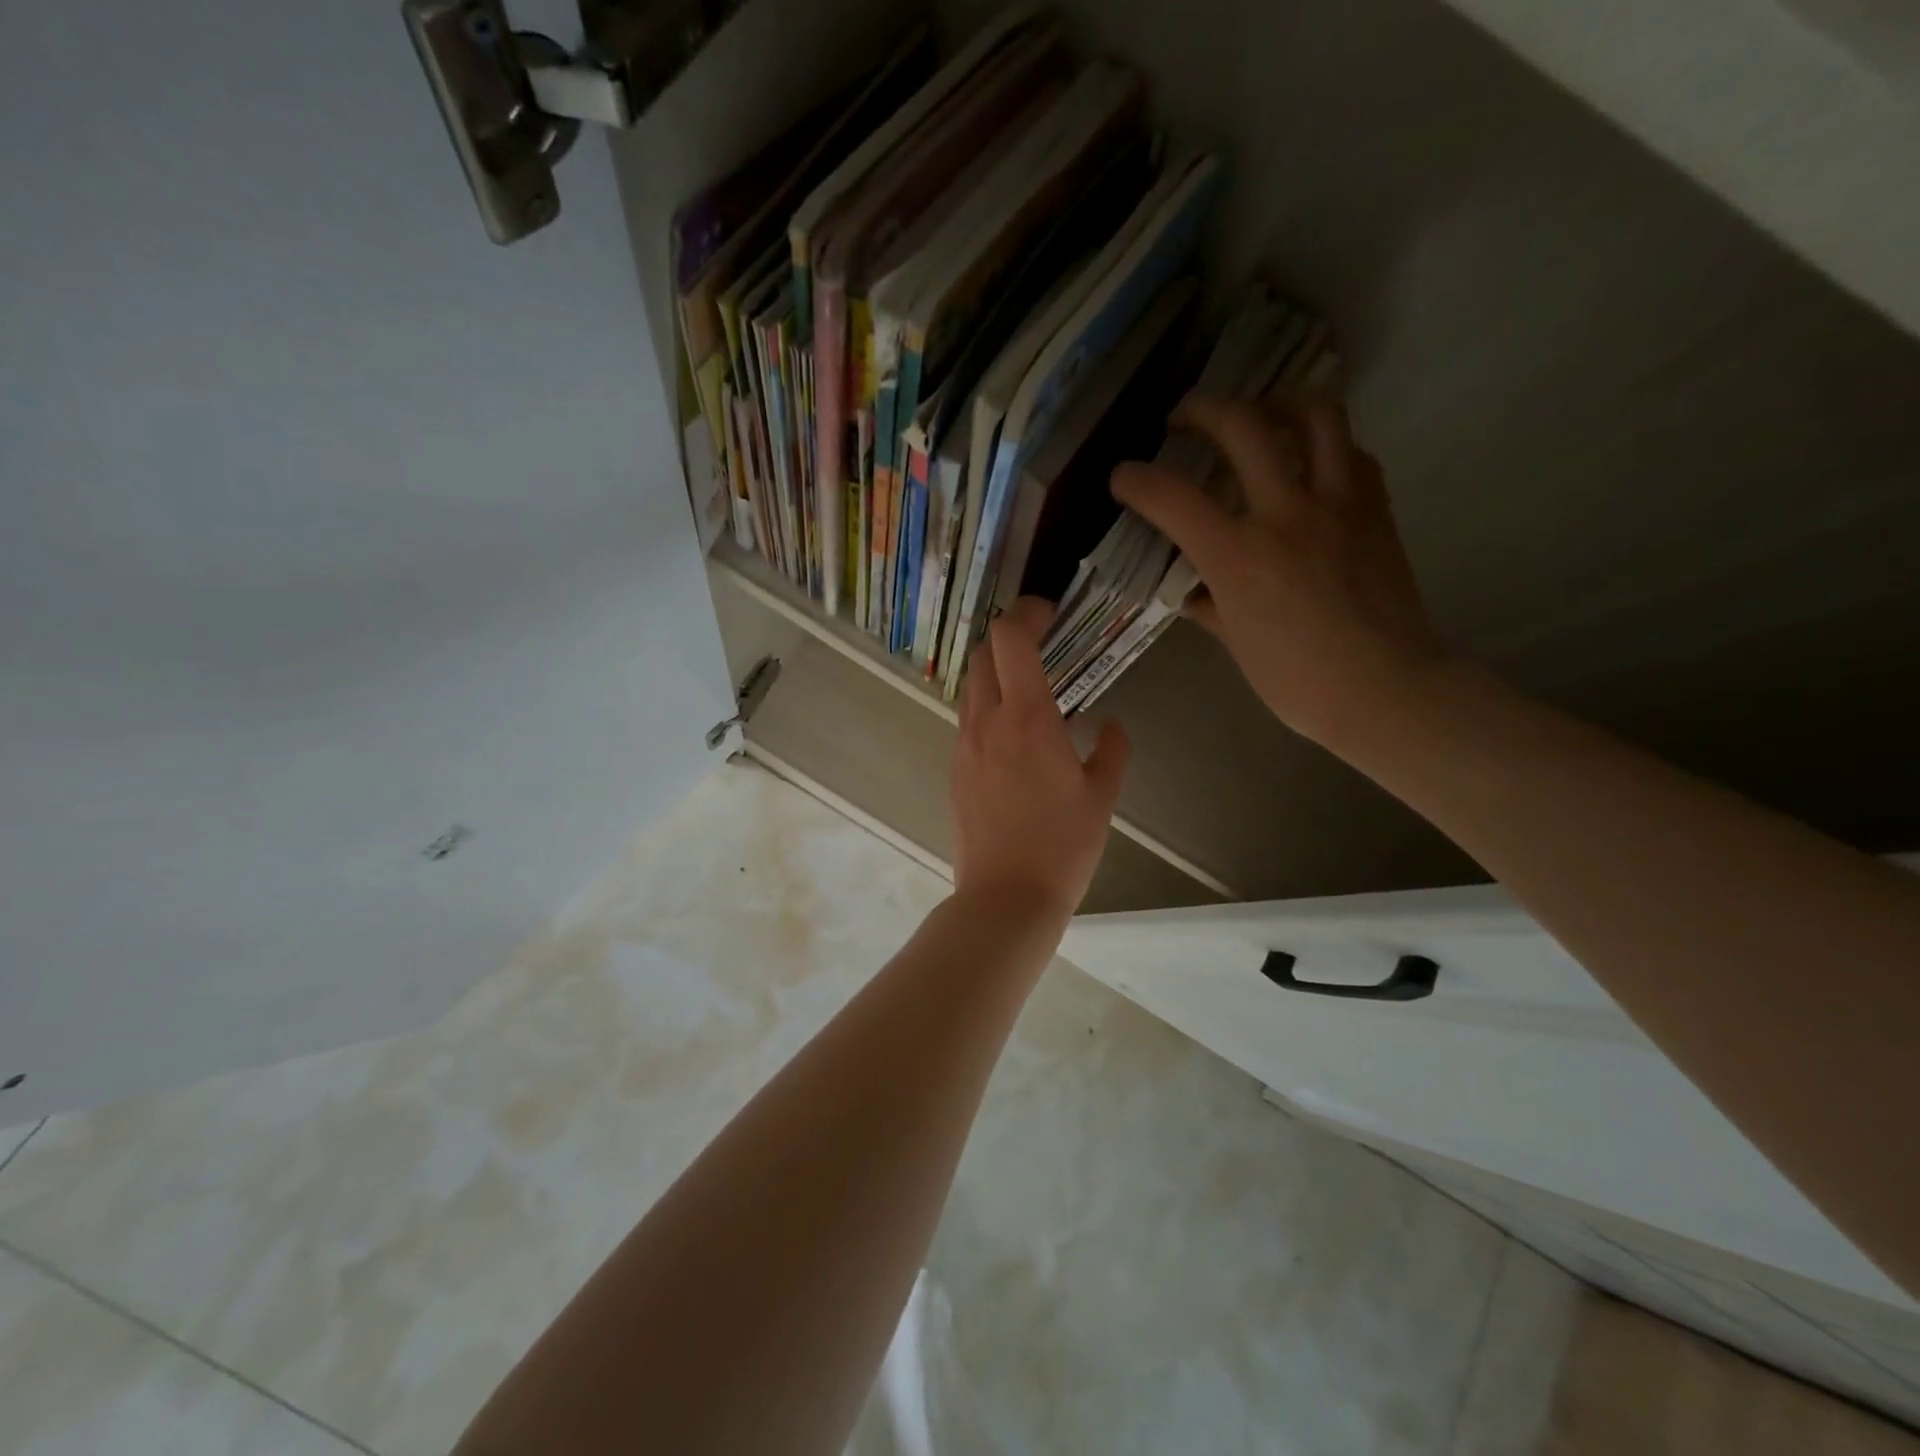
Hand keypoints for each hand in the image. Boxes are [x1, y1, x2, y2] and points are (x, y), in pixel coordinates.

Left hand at [953, 597, 1129, 923]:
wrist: (1004, 897)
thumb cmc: (1062, 846)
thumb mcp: (1102, 797)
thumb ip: (1110, 750)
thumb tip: (1108, 725)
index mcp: (1026, 717)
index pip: (1011, 639)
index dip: (1027, 613)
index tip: (1049, 614)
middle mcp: (986, 721)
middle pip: (982, 655)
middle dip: (1008, 639)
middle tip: (1042, 647)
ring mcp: (964, 746)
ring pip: (971, 688)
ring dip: (996, 675)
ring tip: (1030, 693)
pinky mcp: (954, 771)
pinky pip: (968, 722)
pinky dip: (989, 710)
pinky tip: (1016, 739)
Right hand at [1112, 395, 1448, 751]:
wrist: (1384, 689)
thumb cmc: (1297, 681)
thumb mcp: (1236, 643)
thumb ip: (1209, 605)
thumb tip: (1193, 592)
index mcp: (1237, 557)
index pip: (1170, 497)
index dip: (1135, 479)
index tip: (1123, 476)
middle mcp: (1285, 514)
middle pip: (1241, 426)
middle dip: (1201, 410)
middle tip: (1184, 420)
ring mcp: (1337, 504)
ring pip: (1313, 415)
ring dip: (1276, 404)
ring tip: (1259, 418)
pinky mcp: (1375, 508)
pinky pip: (1352, 453)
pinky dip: (1325, 447)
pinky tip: (1310, 465)